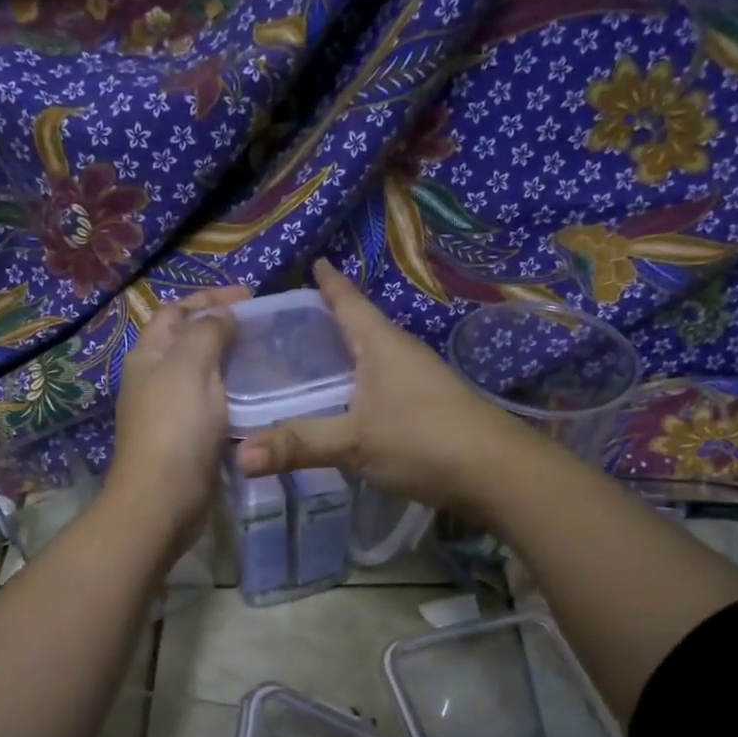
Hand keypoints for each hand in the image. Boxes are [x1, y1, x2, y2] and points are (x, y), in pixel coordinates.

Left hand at [105, 286, 248, 550]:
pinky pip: (214, 405)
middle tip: (264, 328)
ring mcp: (172, 411)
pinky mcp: (189, 439)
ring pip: (204, 375)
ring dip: (232, 363)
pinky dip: (235, 395)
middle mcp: (156, 379)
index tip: (250, 297)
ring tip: (268, 358)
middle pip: (189, 341)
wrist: (162, 500)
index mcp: (150, 355)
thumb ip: (207, 333)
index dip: (209, 297)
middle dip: (223, 328)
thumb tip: (221, 313)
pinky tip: (260, 398)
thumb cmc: (176, 428)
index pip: (176, 311)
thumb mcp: (190, 367)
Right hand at [234, 260, 523, 515]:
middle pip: (362, 327)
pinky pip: (384, 385)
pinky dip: (361, 385)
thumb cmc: (424, 440)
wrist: (499, 473)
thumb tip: (239, 456)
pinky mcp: (430, 408)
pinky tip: (349, 403)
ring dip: (348, 355)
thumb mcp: (354, 442)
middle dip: (331, 320)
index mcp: (382, 344)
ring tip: (314, 360)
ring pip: (375, 358)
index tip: (314, 262)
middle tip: (292, 322)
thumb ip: (298, 444)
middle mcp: (402, 354)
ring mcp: (421, 381)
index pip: (349, 302)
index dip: (330, 284)